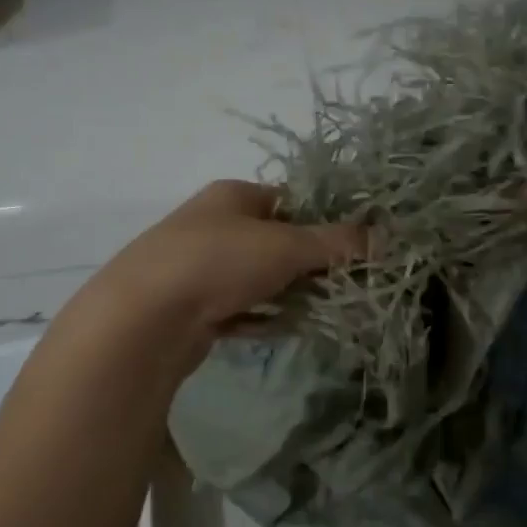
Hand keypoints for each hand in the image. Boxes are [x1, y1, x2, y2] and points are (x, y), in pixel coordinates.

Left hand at [93, 180, 363, 350]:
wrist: (141, 320)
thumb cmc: (218, 262)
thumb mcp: (286, 246)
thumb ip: (336, 242)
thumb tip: (384, 236)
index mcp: (233, 196)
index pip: (291, 200)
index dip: (325, 220)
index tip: (356, 247)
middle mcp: (214, 225)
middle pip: (277, 241)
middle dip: (310, 264)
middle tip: (345, 284)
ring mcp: (199, 268)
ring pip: (258, 278)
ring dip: (289, 294)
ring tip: (325, 310)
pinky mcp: (192, 309)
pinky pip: (239, 310)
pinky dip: (263, 318)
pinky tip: (286, 330)